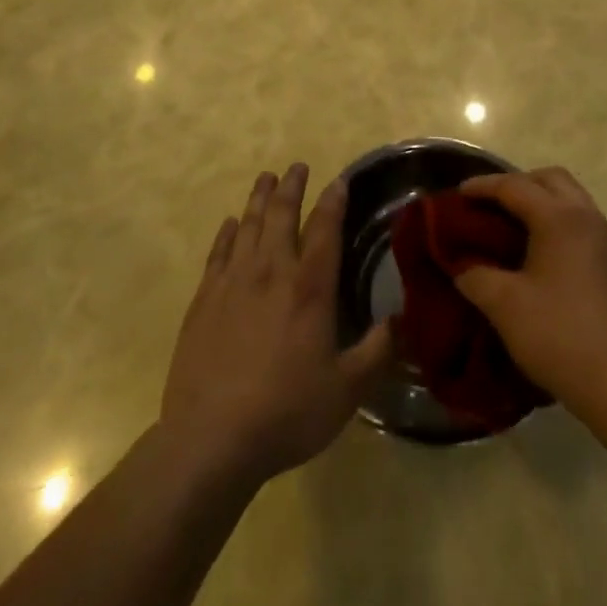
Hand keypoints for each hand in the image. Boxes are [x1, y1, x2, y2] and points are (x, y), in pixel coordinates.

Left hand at [160, 164, 391, 485]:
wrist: (211, 439)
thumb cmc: (286, 412)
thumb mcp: (347, 390)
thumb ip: (378, 351)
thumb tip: (403, 319)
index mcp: (309, 287)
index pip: (325, 228)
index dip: (333, 201)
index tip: (339, 180)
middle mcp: (271, 271)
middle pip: (281, 214)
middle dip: (292, 186)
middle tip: (297, 166)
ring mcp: (233, 282)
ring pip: (248, 225)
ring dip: (259, 198)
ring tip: (266, 178)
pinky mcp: (204, 300)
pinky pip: (218, 252)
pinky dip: (226, 233)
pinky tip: (229, 224)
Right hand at [452, 167, 606, 414]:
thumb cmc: (559, 336)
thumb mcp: (504, 306)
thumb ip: (475, 277)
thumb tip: (461, 267)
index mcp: (559, 217)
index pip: (514, 186)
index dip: (483, 186)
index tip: (458, 194)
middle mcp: (588, 218)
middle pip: (551, 179)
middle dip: (519, 184)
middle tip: (492, 205)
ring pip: (574, 200)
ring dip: (544, 204)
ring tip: (518, 229)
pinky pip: (587, 227)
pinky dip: (563, 227)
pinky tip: (549, 260)